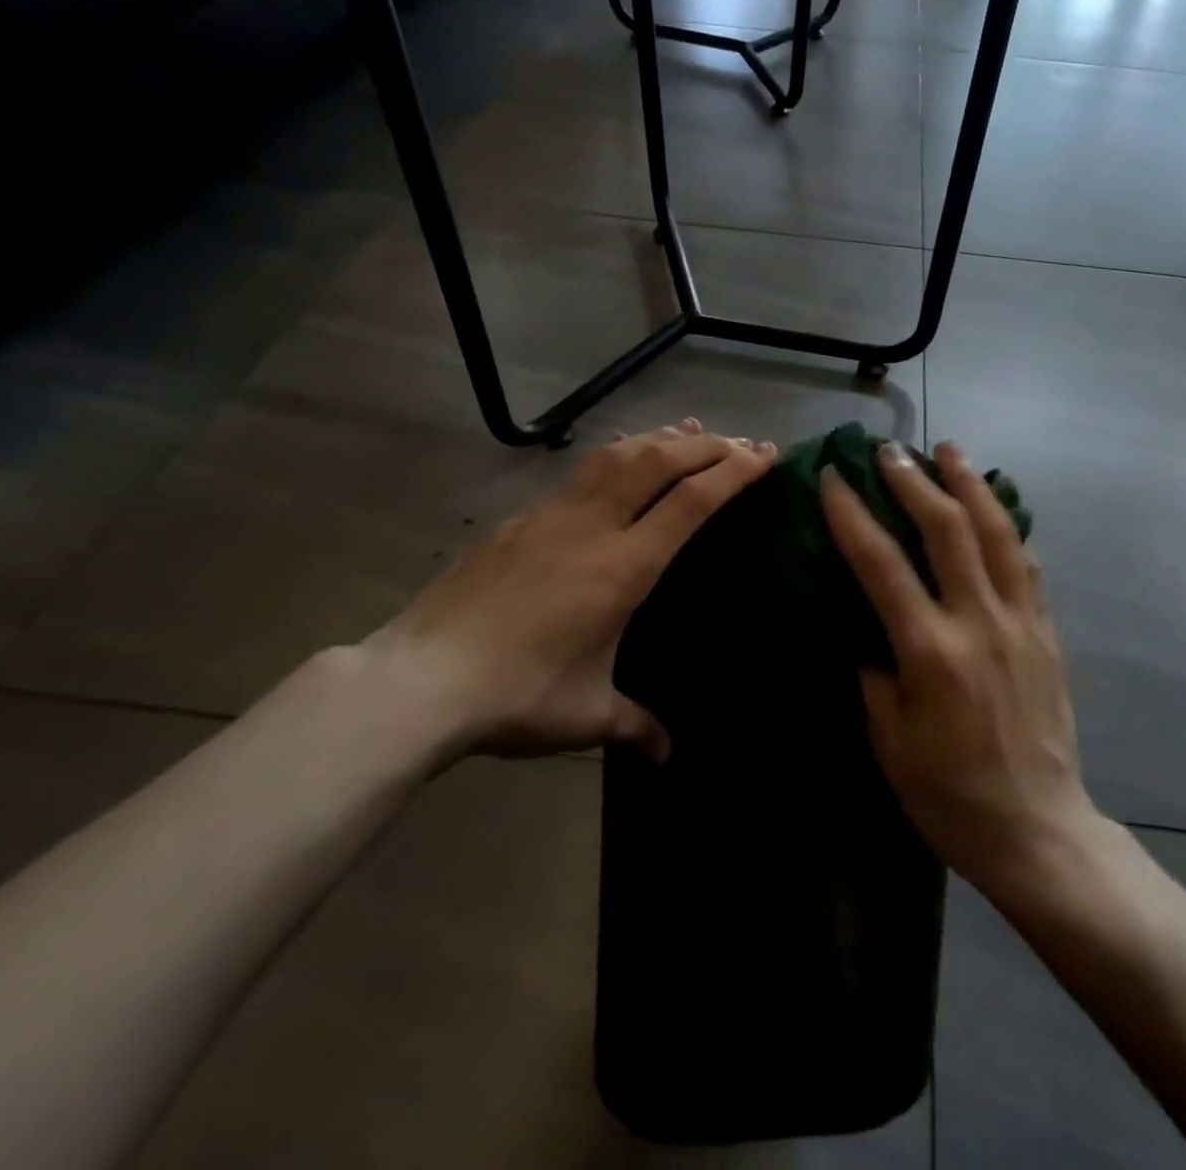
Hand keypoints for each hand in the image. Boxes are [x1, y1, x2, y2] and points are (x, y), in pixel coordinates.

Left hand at [361, 420, 775, 761]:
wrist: (421, 678)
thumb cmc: (517, 695)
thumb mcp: (587, 715)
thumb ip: (635, 725)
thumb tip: (666, 754)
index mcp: (622, 567)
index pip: (691, 502)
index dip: (733, 473)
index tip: (764, 457)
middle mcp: (592, 526)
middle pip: (659, 461)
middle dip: (707, 446)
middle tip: (741, 443)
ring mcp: (552, 515)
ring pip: (616, 454)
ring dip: (660, 438)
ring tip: (689, 430)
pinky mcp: (520, 519)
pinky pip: (581, 471)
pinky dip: (617, 454)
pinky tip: (620, 460)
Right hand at [821, 441, 1095, 892]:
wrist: (1039, 830)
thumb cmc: (949, 794)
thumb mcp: (889, 741)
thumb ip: (874, 673)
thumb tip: (864, 627)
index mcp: (931, 652)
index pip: (882, 564)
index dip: (853, 515)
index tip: (834, 478)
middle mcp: (980, 622)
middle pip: (948, 529)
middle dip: (915, 481)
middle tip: (890, 450)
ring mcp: (1021, 622)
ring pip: (998, 533)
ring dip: (970, 484)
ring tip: (950, 449)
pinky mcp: (1047, 631)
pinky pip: (1027, 563)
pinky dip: (1007, 524)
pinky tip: (994, 505)